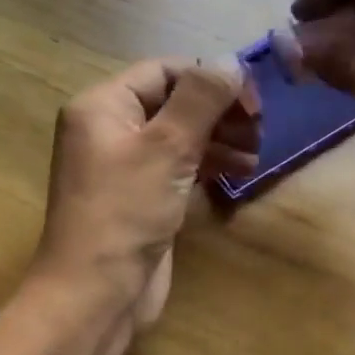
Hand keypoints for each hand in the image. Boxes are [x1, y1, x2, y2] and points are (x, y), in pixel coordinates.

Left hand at [28, 58, 259, 340]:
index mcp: (102, 106)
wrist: (95, 293)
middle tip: (259, 130)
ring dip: (219, 140)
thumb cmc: (126, 212)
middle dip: (218, 113)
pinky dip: (208, 166)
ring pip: (179, 138)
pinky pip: (177, 169)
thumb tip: (230, 61)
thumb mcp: (167, 147)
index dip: (210, 80)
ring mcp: (125, 168)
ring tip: (255, 155)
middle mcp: (110, 130)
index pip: (163, 72)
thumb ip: (201, 100)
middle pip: (173, 104)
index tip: (252, 102)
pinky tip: (240, 173)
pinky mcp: (141, 199)